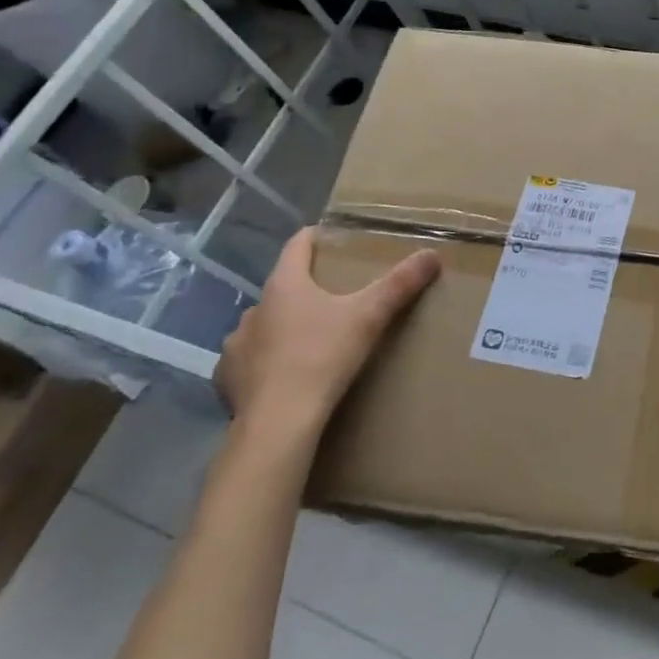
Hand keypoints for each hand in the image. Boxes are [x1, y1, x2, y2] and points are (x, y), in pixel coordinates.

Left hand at [215, 229, 439, 443]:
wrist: (279, 422)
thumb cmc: (323, 357)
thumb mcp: (369, 317)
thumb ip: (400, 284)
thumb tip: (431, 254)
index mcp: (284, 286)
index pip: (297, 245)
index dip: (315, 237)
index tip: (332, 237)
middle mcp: (254, 309)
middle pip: (282, 287)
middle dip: (306, 290)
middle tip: (336, 300)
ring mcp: (236, 345)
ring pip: (264, 326)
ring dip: (283, 328)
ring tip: (310, 341)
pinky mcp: (227, 380)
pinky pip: (248, 362)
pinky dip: (265, 363)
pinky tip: (282, 377)